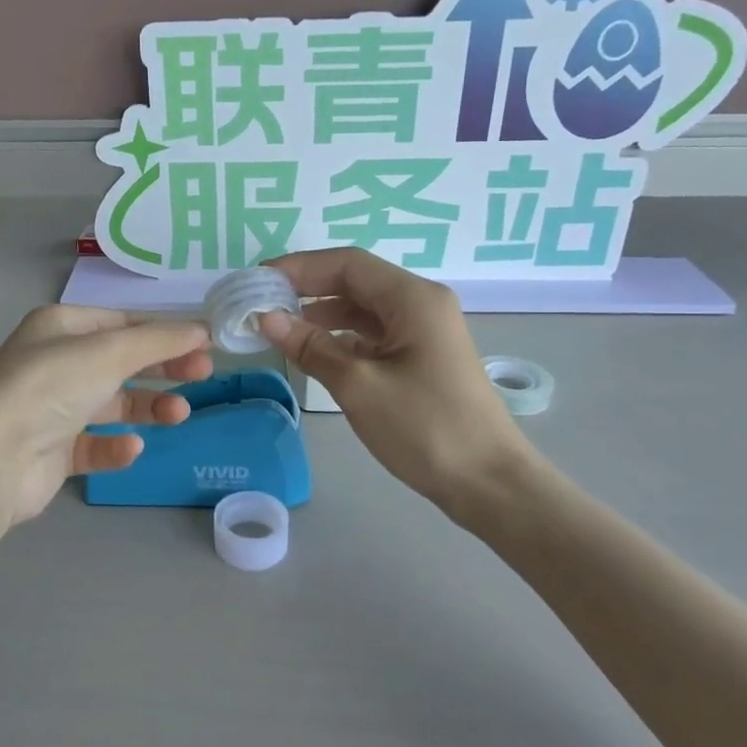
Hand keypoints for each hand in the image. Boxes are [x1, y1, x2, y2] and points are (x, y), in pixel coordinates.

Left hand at [0, 305, 212, 525]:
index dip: (164, 332)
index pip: (122, 323)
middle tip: (204, 374)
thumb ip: (160, 340)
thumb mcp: (109, 352)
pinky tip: (130, 448)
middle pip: (121, 362)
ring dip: (148, 407)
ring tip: (178, 414)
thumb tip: (203, 329)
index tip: (205, 344)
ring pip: (112, 404)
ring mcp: (52, 409)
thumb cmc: (49, 387)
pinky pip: (94, 443)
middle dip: (163, 367)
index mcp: (60, 328)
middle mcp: (55, 363)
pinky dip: (116, 446)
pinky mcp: (52, 452)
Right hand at [258, 249, 540, 521]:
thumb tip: (267, 318)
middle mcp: (420, 304)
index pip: (347, 264)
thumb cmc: (425, 427)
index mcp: (412, 298)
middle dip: (307, 288)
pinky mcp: (421, 358)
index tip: (258, 280)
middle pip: (356, 282)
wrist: (488, 482)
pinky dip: (341, 338)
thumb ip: (311, 347)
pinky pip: (374, 335)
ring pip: (364, 309)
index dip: (300, 267)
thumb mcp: (359, 385)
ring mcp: (424, 332)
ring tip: (279, 326)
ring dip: (322, 314)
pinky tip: (314, 351)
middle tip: (261, 302)